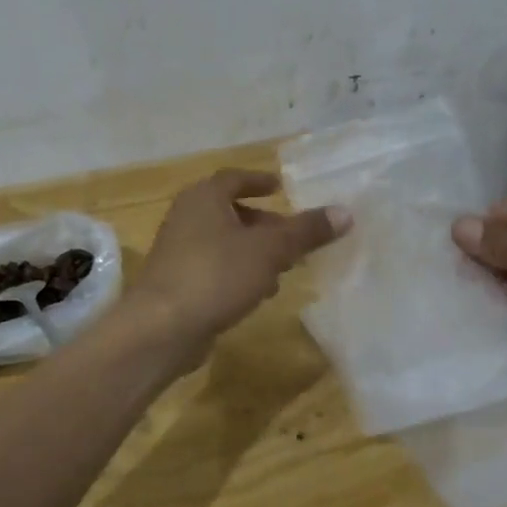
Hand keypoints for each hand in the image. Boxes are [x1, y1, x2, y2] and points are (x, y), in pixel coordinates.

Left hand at [129, 170, 350, 351]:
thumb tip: (345, 212)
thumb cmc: (216, 275)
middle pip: (231, 212)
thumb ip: (306, 231)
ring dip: (253, 252)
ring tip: (283, 270)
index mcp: (204, 197)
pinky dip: (237, 273)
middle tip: (292, 238)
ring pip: (224, 242)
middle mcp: (187, 216)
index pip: (235, 179)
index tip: (281, 188)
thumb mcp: (270, 250)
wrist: (161, 327)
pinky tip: (257, 294)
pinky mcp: (176, 282)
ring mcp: (178, 250)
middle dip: (264, 224)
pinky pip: (214, 268)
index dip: (259, 181)